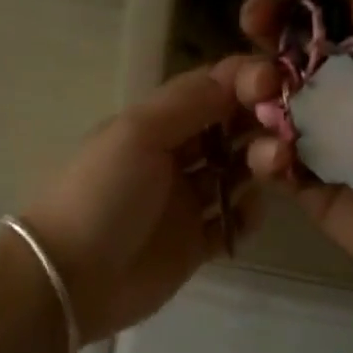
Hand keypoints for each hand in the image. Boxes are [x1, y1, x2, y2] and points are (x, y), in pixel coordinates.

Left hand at [23, 62, 263, 341]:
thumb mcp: (137, 134)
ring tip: (270, 169)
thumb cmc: (101, 194)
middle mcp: (172, 157)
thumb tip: (239, 75)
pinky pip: (233, 221)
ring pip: (235, 173)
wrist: (70, 278)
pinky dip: (247, 214)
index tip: (277, 84)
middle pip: (228, 130)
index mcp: (154, 124)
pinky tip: (247, 212)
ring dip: (258, 166)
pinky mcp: (194, 244)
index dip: (243, 82)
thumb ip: (189, 102)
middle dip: (257, 124)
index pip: (208, 90)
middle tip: (283, 133)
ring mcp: (184, 202)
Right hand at [236, 0, 352, 311]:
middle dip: (271, 26)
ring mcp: (327, 142)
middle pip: (297, 50)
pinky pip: (274, 162)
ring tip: (262, 89)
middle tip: (255, 17)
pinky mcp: (310, 189)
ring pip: (274, 101)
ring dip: (256, 84)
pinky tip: (278, 155)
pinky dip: (265, 152)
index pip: (348, 13)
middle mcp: (352, 96)